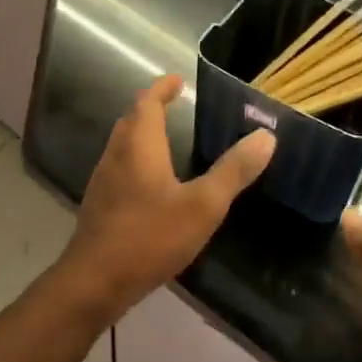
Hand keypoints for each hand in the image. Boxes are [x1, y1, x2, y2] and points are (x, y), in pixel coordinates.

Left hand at [59, 75, 275, 319]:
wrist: (95, 282)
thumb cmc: (150, 237)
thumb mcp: (203, 205)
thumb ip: (234, 171)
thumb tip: (266, 136)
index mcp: (139, 146)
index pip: (146, 103)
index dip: (161, 88)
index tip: (176, 80)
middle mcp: (115, 157)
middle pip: (130, 122)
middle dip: (149, 109)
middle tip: (172, 106)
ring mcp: (102, 184)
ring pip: (121, 147)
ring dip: (141, 136)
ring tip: (165, 141)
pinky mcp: (99, 209)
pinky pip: (119, 172)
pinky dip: (136, 164)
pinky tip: (151, 187)